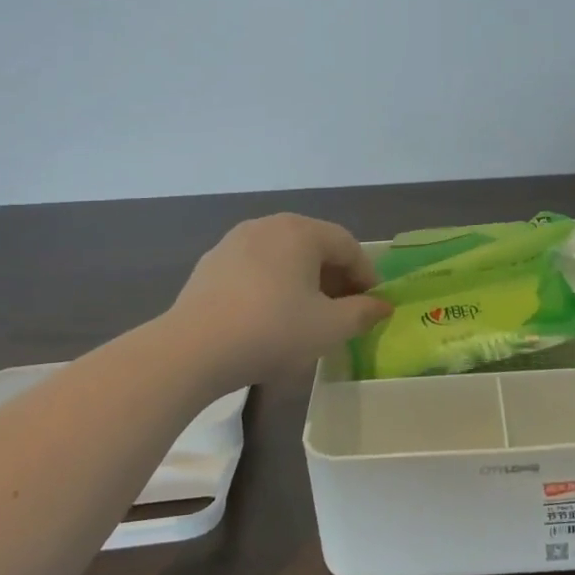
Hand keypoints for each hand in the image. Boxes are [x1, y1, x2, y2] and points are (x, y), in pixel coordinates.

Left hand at [170, 214, 392, 383]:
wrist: (192, 349)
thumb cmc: (272, 331)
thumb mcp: (329, 328)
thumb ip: (362, 313)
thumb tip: (382, 306)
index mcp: (301, 231)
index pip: (347, 245)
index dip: (366, 275)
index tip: (372, 305)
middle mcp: (268, 225)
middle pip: (315, 245)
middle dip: (335, 276)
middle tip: (344, 310)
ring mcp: (235, 241)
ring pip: (283, 255)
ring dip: (303, 280)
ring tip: (307, 314)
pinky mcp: (211, 263)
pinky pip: (256, 267)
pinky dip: (272, 284)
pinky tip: (269, 315)